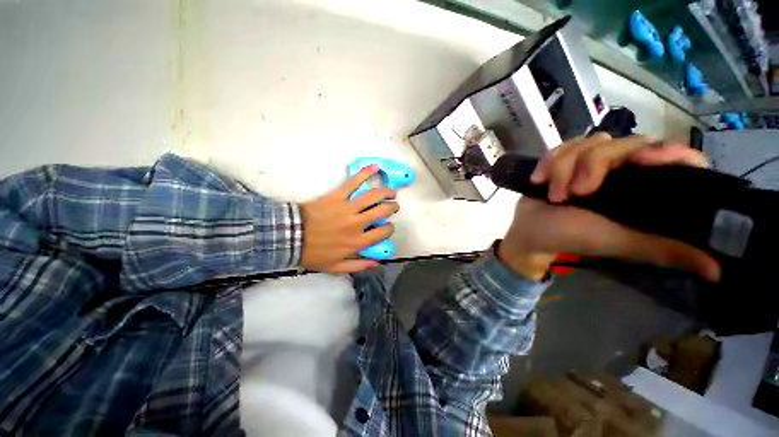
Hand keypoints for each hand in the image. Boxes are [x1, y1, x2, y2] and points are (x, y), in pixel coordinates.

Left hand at [301, 164, 398, 272]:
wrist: (290, 237)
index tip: (387, 226)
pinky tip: (375, 167)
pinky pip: (353, 182)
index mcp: (358, 241)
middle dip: (392, 207)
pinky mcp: (337, 196)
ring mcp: (348, 208)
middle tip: (393, 206)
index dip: (389, 228)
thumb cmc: (314, 254)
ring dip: (386, 192)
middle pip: (383, 211)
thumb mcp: (336, 267)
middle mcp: (357, 223)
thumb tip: (378, 264)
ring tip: (391, 192)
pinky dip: (365, 173)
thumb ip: (359, 266)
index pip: (384, 232)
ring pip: (373, 196)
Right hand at [497, 133, 720, 282]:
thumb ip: (663, 248)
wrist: (530, 230)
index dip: (666, 152)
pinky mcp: (565, 159)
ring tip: (553, 194)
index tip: (640, 161)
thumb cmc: (572, 236)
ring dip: (563, 168)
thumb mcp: (619, 242)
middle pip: (624, 142)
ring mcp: (591, 162)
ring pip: (589, 142)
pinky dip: (548, 162)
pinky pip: (563, 145)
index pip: (677, 157)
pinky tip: (538, 180)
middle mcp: (623, 170)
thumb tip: (717, 271)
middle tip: (575, 194)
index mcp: (643, 189)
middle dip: (592, 166)